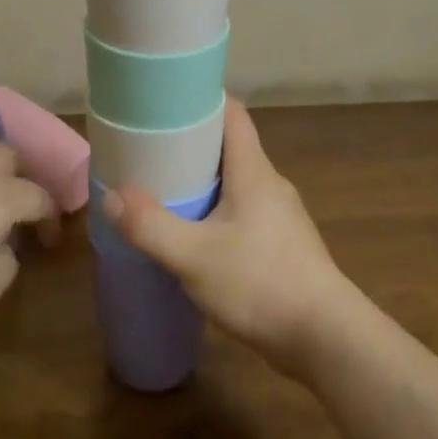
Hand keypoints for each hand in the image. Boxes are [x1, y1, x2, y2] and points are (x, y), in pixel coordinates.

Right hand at [102, 98, 356, 376]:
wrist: (325, 338)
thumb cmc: (260, 283)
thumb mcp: (193, 256)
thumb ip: (150, 226)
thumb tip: (112, 196)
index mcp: (253, 170)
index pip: (232, 114)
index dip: (201, 100)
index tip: (167, 103)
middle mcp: (270, 183)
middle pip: (230, 147)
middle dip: (192, 145)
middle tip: (152, 152)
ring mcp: (281, 215)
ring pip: (237, 183)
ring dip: (205, 183)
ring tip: (167, 193)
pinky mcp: (284, 244)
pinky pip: (245, 212)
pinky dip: (219, 212)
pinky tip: (198, 237)